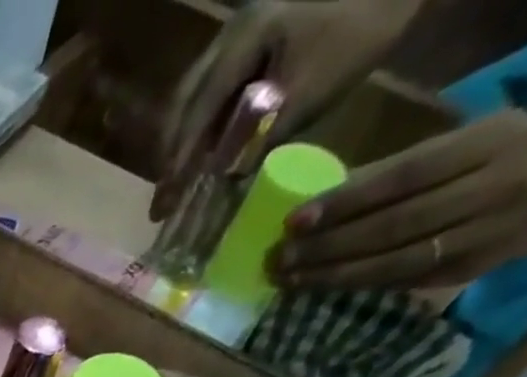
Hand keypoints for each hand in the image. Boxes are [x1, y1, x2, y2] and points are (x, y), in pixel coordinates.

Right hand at [154, 0, 419, 221]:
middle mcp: (231, 33)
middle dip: (172, 154)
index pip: (197, 112)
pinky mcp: (257, 37)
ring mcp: (242, 32)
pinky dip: (205, 124)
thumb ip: (263, 138)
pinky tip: (208, 150)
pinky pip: (216, 88)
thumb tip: (227, 182)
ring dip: (185, 141)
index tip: (164, 201)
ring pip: (196, 96)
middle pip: (185, 102)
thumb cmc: (362, 26)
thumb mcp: (311, 92)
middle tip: (164, 198)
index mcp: (242, 40)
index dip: (178, 161)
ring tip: (180, 180)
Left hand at [275, 110, 526, 289]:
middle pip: (392, 225)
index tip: (295, 220)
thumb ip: (406, 166)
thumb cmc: (512, 153)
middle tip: (280, 259)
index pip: (402, 177)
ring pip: (394, 262)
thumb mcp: (472, 140)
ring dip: (334, 274)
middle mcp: (492, 188)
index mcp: (491, 143)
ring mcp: (482, 235)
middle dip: (328, 246)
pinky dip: (359, 285)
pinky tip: (324, 287)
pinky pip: (402, 281)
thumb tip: (328, 196)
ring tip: (290, 279)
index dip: (344, 202)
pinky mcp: (469, 271)